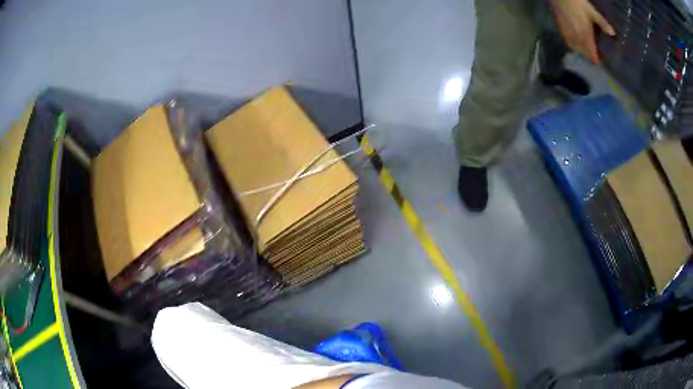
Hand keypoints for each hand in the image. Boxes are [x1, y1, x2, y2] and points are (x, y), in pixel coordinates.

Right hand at [550, 0, 615, 63]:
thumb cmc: (577, 2)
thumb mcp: (592, 11)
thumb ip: (602, 23)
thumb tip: (613, 34)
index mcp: (586, 37)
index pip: (592, 56)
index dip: (597, 60)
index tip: (602, 60)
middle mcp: (577, 39)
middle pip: (584, 53)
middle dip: (590, 54)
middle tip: (596, 51)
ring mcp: (567, 34)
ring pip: (576, 48)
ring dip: (582, 49)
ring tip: (586, 46)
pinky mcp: (561, 29)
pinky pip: (568, 41)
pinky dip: (573, 43)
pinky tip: (576, 38)